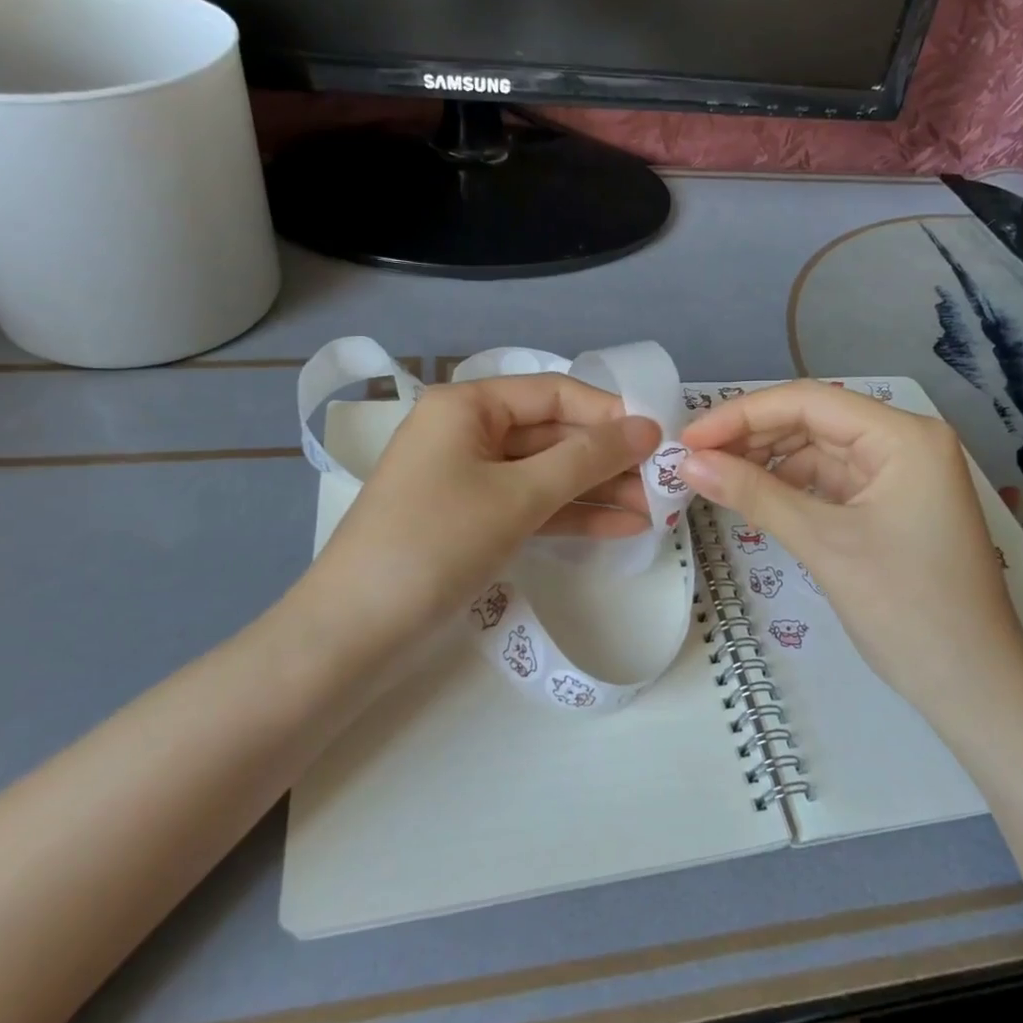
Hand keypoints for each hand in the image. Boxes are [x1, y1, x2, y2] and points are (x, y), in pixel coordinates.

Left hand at [290, 374, 661, 665]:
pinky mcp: (473, 520)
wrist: (357, 630)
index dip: (609, 412)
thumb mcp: (519, 495)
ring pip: (546, 473)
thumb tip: (647, 427)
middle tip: (666, 483)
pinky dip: (571, 515)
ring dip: (598, 490)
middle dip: (609, 459)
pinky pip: (531, 505)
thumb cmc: (437, 542)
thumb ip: (587, 458)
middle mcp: (468, 431)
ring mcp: (469, 478)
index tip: (661, 438)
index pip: (554, 391)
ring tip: (657, 511)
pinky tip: (623, 527)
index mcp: (467, 405)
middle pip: (553, 433)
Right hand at [678, 382, 1022, 735]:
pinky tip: (754, 496)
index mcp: (903, 436)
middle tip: (693, 460)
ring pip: (818, 450)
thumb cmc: (907, 609)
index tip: (688, 440)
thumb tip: (687, 462)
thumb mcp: (824, 544)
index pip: (808, 401)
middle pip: (813, 421)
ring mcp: (900, 475)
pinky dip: (790, 486)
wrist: (974, 688)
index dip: (741, 414)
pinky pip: (830, 481)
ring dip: (767, 461)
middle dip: (751, 437)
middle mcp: (905, 443)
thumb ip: (753, 494)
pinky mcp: (891, 505)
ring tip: (714, 477)